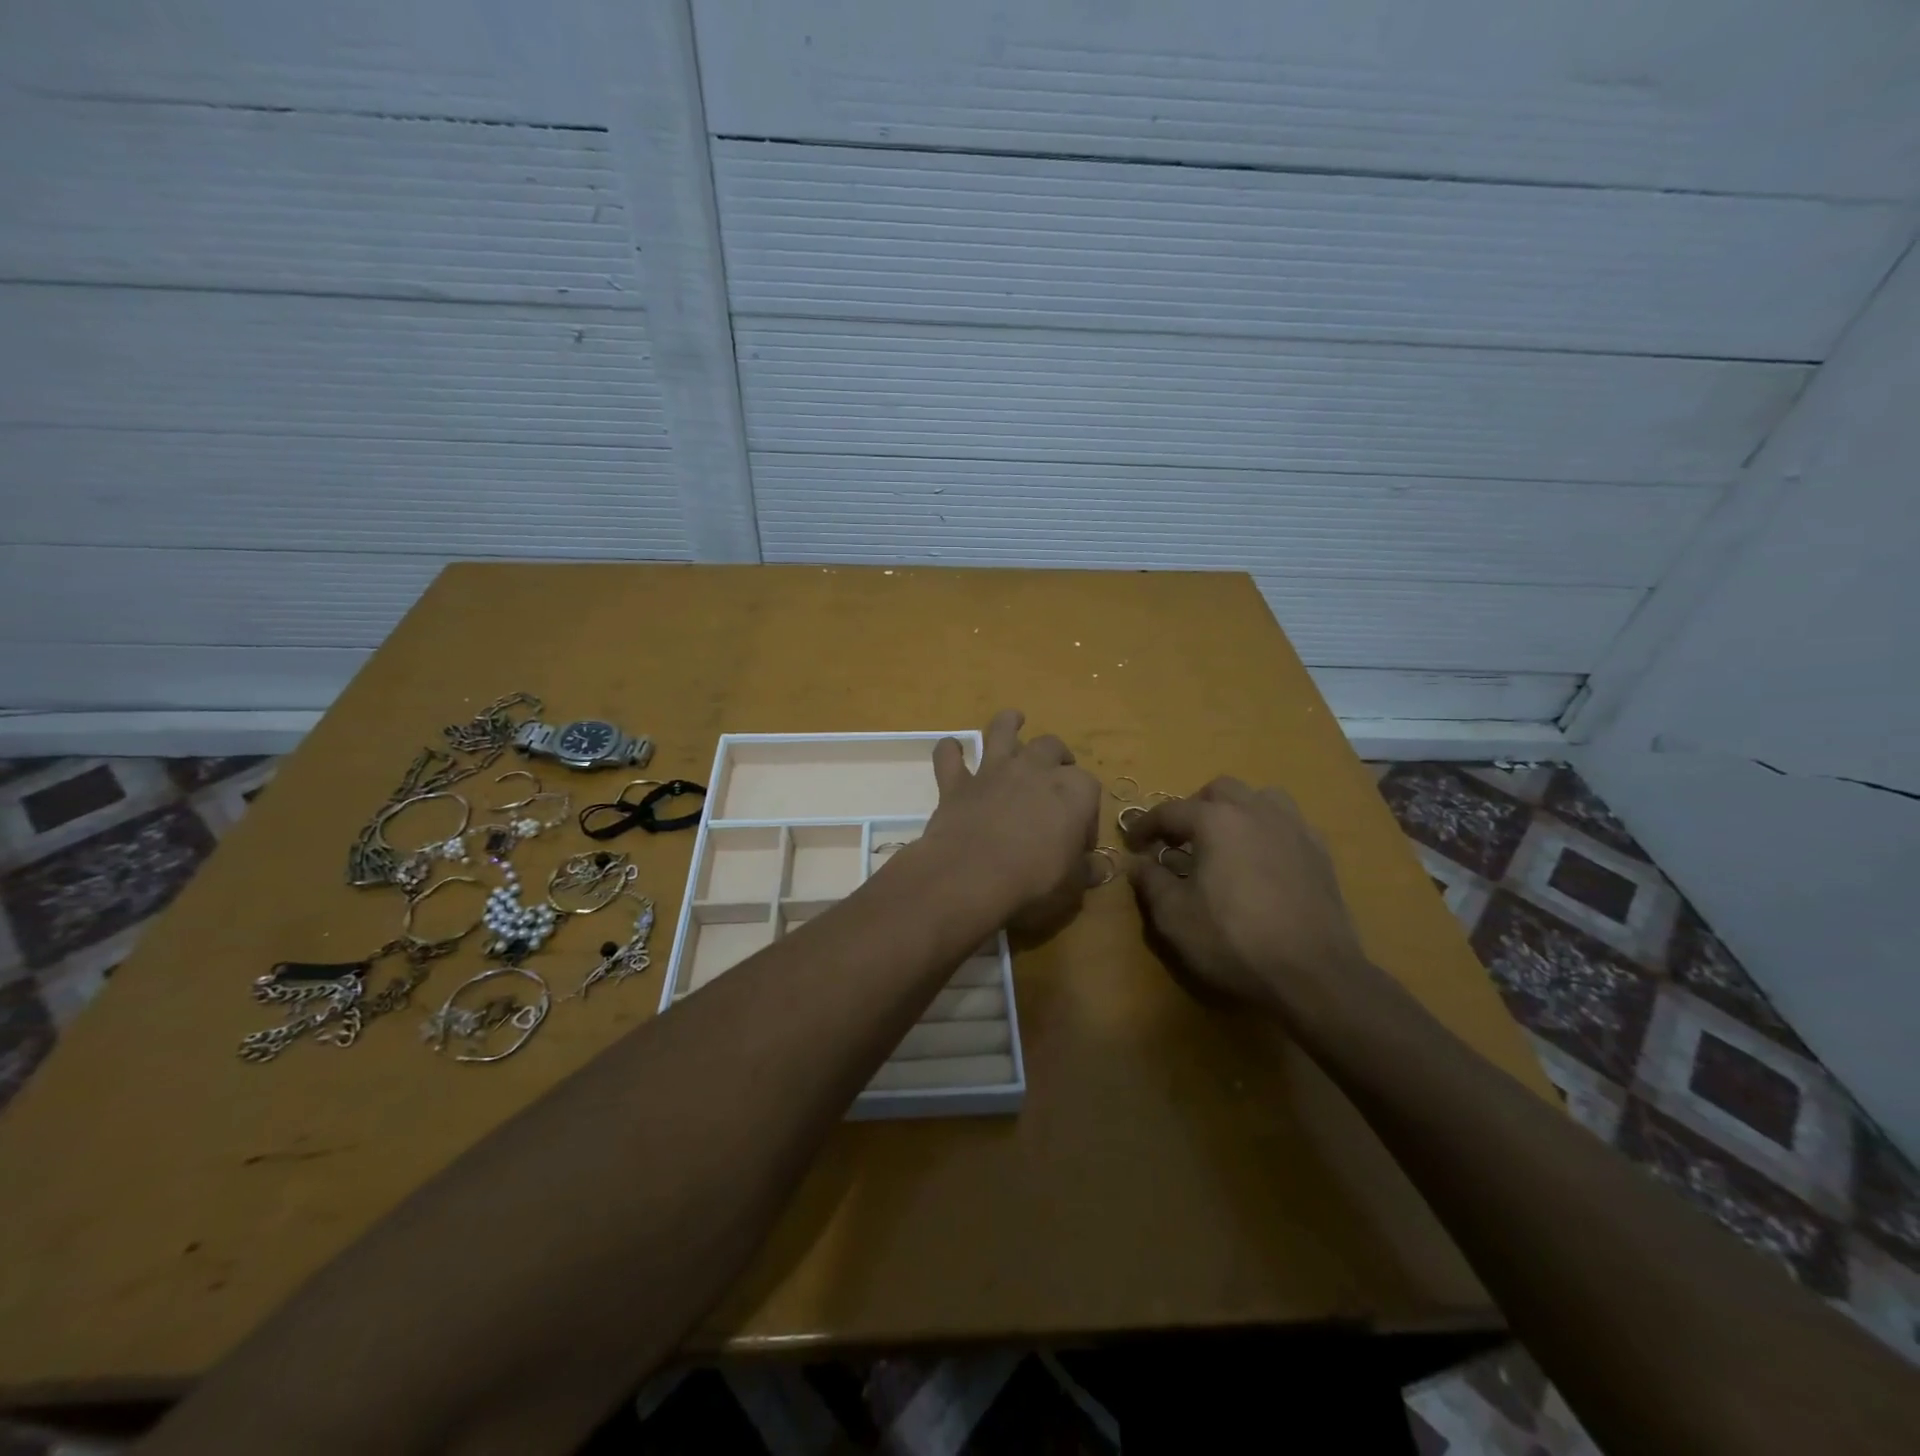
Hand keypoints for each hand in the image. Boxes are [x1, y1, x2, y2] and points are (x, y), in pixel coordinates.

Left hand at [922, 709, 1101, 942]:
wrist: (972, 874)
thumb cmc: (1034, 880)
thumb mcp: (1072, 884)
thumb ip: (1085, 871)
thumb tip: (1099, 869)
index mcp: (1073, 790)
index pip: (1089, 789)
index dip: (1086, 813)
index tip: (1079, 840)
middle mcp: (1035, 769)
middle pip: (1052, 747)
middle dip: (1058, 756)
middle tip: (1056, 772)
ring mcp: (993, 771)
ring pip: (1001, 731)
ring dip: (1008, 723)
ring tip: (1013, 720)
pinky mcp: (957, 783)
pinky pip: (949, 757)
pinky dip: (949, 751)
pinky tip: (951, 750)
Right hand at [1123, 777, 1378, 1027]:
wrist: (1313, 975)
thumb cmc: (1233, 941)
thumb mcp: (1174, 917)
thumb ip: (1151, 882)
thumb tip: (1139, 863)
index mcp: (1216, 821)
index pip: (1170, 811)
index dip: (1145, 826)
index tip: (1132, 844)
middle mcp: (1256, 811)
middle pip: (1219, 791)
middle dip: (1194, 809)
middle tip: (1180, 841)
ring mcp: (1294, 829)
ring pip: (1260, 798)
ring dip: (1236, 811)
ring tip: (1225, 842)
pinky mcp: (1320, 853)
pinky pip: (1288, 824)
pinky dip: (1267, 832)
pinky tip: (1262, 862)